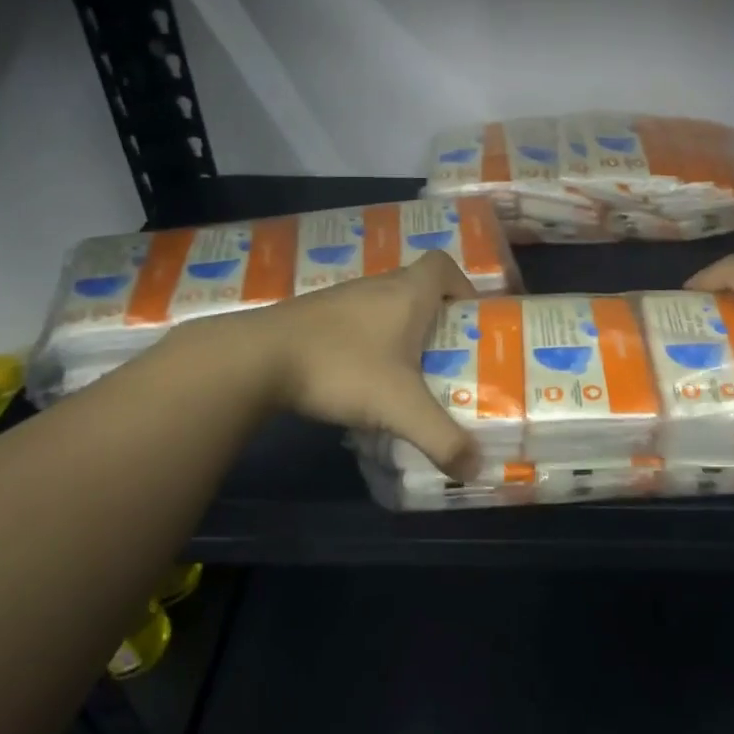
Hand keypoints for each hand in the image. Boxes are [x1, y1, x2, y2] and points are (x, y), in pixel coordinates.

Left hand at [227, 251, 480, 476]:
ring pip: (385, 306)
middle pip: (418, 287)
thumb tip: (476, 468)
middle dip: (437, 319)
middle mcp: (377, 286)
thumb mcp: (400, 407)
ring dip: (401, 332)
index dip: (464, 286)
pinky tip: (363, 377)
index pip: (444, 265)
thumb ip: (441, 438)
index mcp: (407, 292)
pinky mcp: (315, 317)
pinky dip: (369, 341)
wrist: (257, 358)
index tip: (470, 320)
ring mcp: (342, 299)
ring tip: (409, 372)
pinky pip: (357, 321)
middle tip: (447, 356)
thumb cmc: (342, 367)